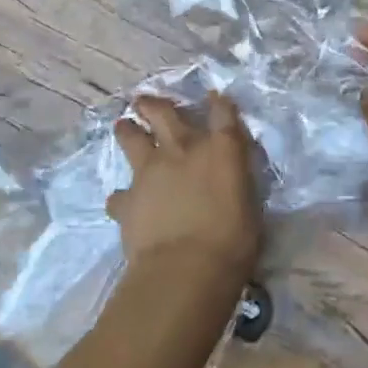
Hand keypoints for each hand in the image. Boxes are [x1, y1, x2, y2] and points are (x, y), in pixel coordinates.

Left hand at [111, 94, 259, 281]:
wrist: (184, 270)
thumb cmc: (232, 242)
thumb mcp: (249, 206)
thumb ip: (236, 183)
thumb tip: (231, 180)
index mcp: (220, 149)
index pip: (222, 112)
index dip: (219, 102)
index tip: (215, 97)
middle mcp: (182, 149)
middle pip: (162, 111)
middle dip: (152, 104)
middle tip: (144, 101)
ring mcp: (150, 172)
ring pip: (130, 138)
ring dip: (127, 131)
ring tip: (124, 128)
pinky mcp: (127, 200)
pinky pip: (118, 194)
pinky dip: (122, 198)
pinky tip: (124, 204)